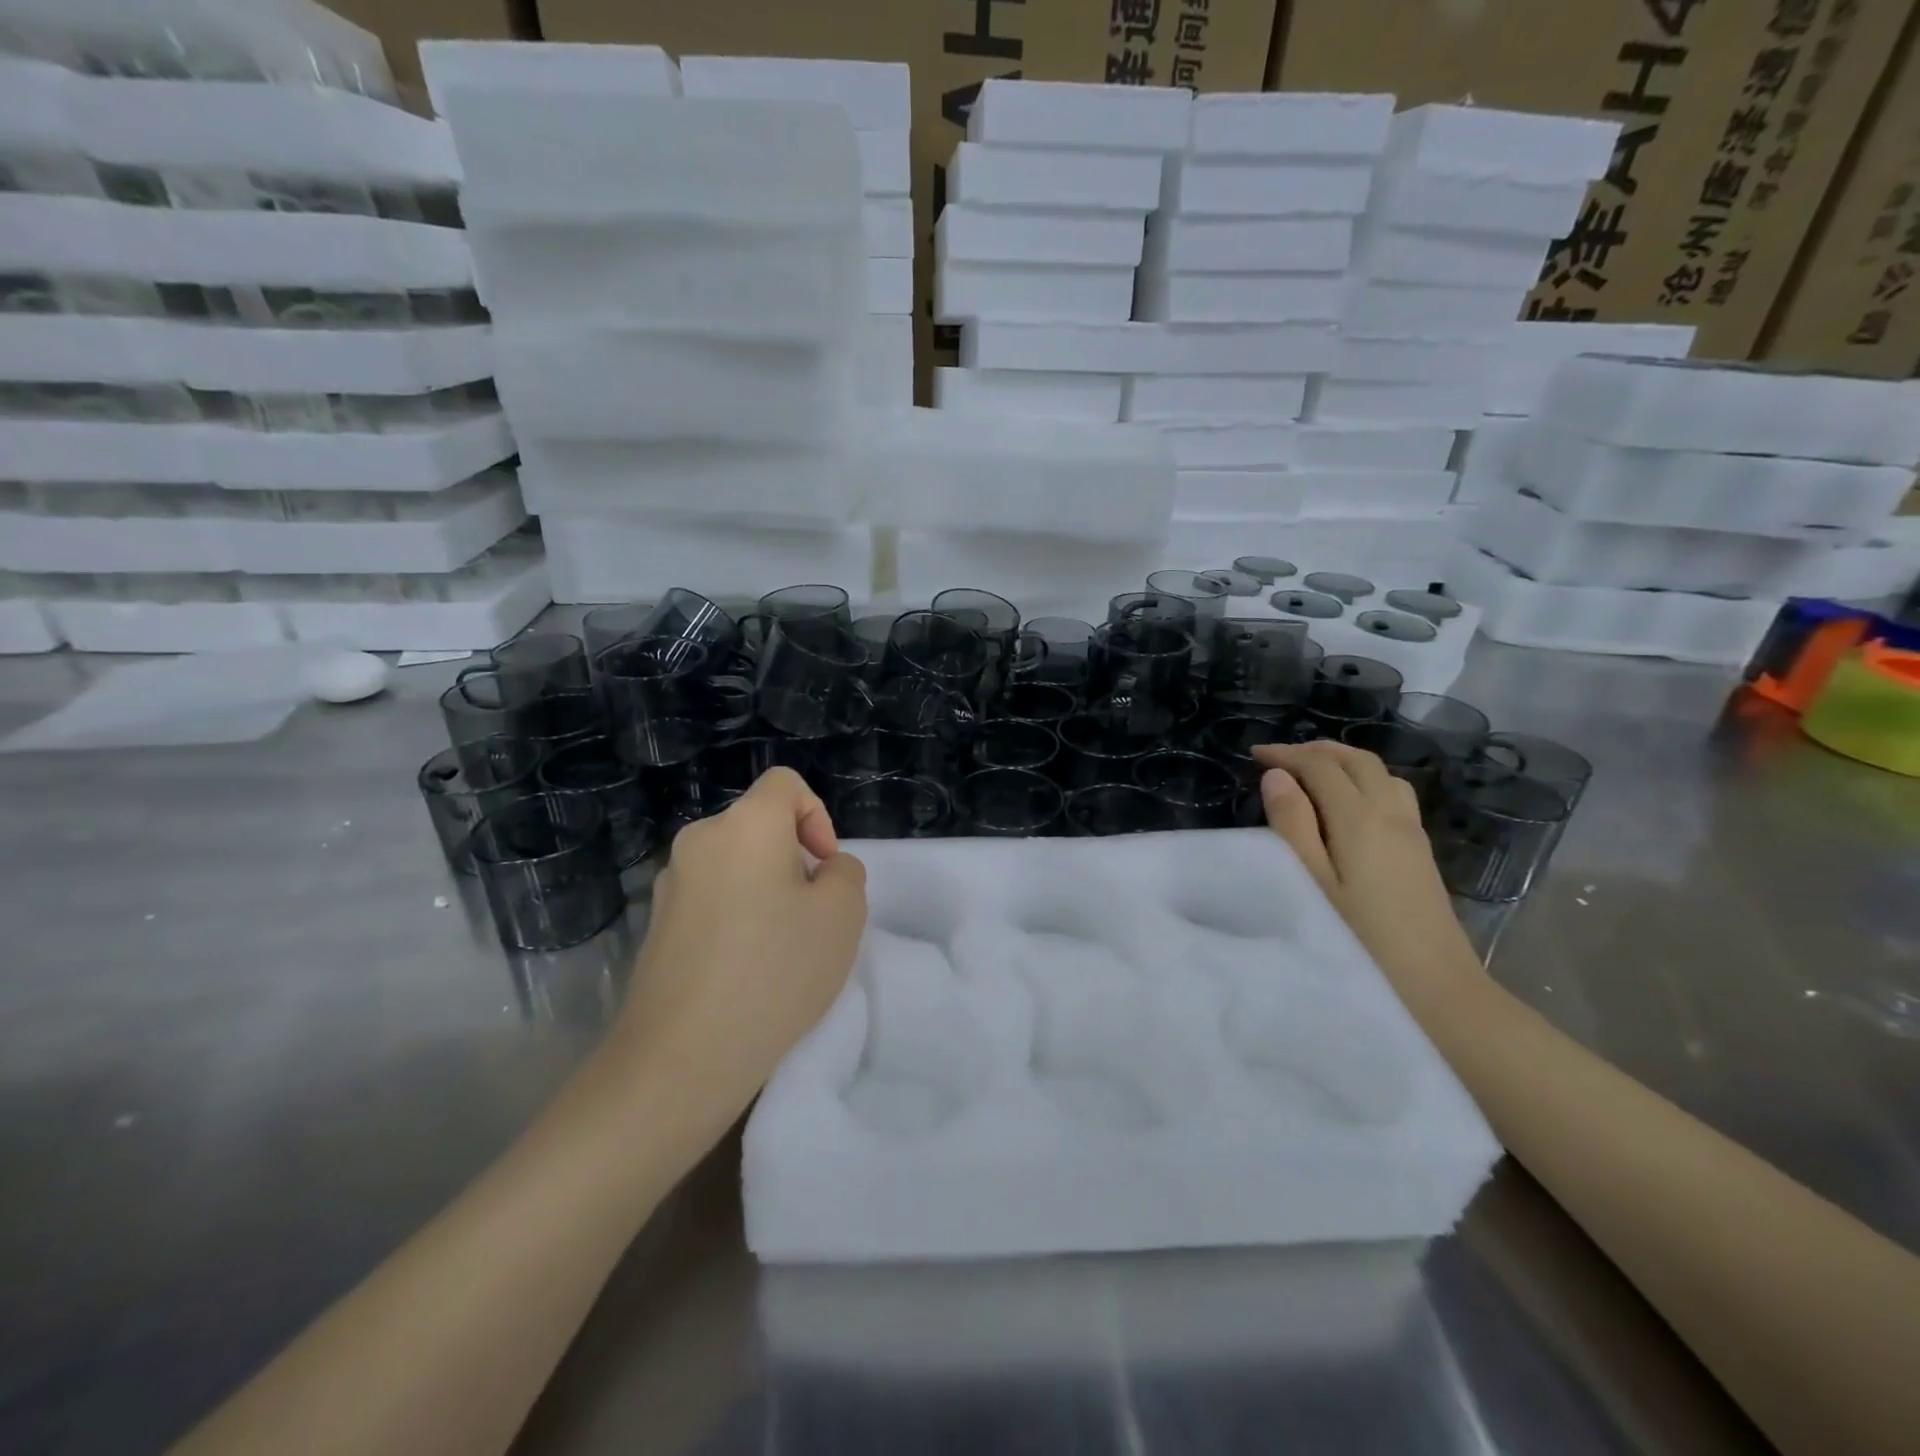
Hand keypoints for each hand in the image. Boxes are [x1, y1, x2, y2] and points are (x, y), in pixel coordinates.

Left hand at [613, 768, 867, 1138]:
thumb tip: (821, 871)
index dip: (817, 816)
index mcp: (744, 825)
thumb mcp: (843, 914)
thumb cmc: (774, 971)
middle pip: (759, 827)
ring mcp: (670, 884)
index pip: (785, 784)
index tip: (824, 869)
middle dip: (794, 860)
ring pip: (735, 865)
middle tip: (812, 917)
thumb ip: (845, 872)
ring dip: (765, 891)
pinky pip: (711, 900)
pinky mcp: (656, 925)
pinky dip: (735, 917)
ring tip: (779, 950)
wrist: (682, 1056)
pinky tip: (744, 971)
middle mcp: (700, 841)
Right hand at [1253, 741, 1480, 1009]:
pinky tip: (1347, 803)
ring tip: (1311, 773)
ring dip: (1343, 761)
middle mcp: (1391, 814)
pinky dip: (1364, 780)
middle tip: (1279, 757)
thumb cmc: (1360, 940)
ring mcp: (1412, 832)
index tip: (1254, 754)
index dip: (1287, 754)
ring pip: (1380, 773)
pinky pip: (1392, 792)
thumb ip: (1292, 826)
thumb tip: (1277, 777)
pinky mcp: (1420, 851)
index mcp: (1360, 819)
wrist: (1436, 988)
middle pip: (1357, 760)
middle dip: (1316, 749)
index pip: (1322, 766)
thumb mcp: (1311, 883)